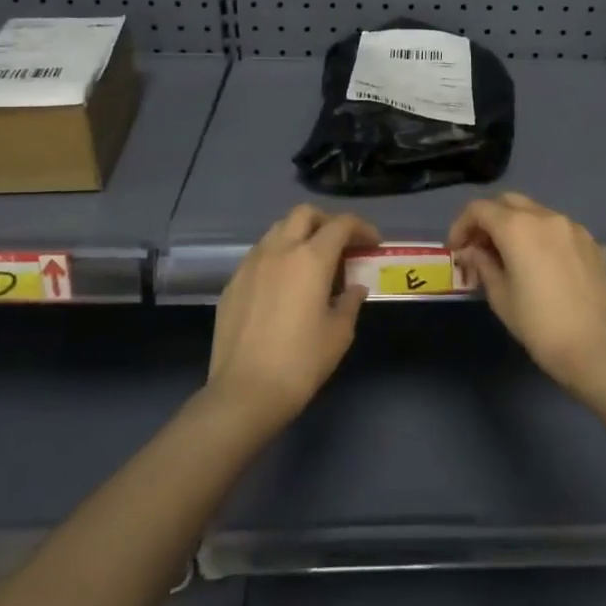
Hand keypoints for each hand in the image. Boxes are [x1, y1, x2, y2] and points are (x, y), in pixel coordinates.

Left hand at [208, 205, 379, 430]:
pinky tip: (284, 284)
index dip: (361, 228)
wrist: (244, 392)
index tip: (373, 243)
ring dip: (300, 235)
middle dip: (327, 221)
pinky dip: (278, 256)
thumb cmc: (301, 362)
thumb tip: (355, 287)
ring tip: (312, 262)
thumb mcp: (339, 333)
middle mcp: (279, 250)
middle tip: (341, 244)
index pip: (340, 224)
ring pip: (278, 230)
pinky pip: (259, 254)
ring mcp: (250, 264)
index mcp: (310, 259)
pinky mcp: (233, 282)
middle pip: (304, 214)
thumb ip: (350, 302)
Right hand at [448, 193, 605, 395]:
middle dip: (488, 219)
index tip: (456, 250)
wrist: (598, 347)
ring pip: (534, 212)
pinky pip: (555, 227)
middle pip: (507, 202)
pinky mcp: (590, 242)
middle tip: (479, 248)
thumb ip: (483, 264)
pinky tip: (537, 263)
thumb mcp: (500, 296)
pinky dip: (538, 234)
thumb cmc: (540, 325)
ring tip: (507, 256)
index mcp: (517, 227)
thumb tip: (472, 252)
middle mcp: (545, 217)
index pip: (479, 209)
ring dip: (514, 225)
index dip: (461, 226)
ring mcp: (572, 227)